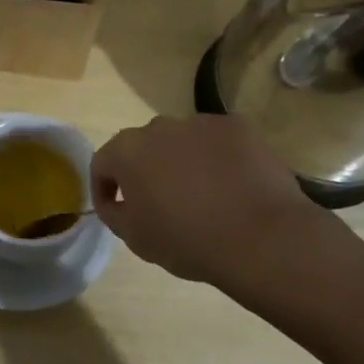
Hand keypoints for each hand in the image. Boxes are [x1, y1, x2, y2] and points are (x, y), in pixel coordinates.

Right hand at [92, 115, 332, 286]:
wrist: (260, 237)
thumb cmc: (188, 241)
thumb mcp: (136, 238)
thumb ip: (115, 213)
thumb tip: (115, 201)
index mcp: (128, 151)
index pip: (103, 162)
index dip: (104, 187)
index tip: (115, 209)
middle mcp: (160, 127)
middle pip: (144, 146)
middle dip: (146, 170)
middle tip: (161, 202)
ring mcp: (201, 122)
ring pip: (182, 140)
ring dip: (183, 161)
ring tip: (203, 194)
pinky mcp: (238, 127)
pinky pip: (218, 141)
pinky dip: (219, 158)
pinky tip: (233, 185)